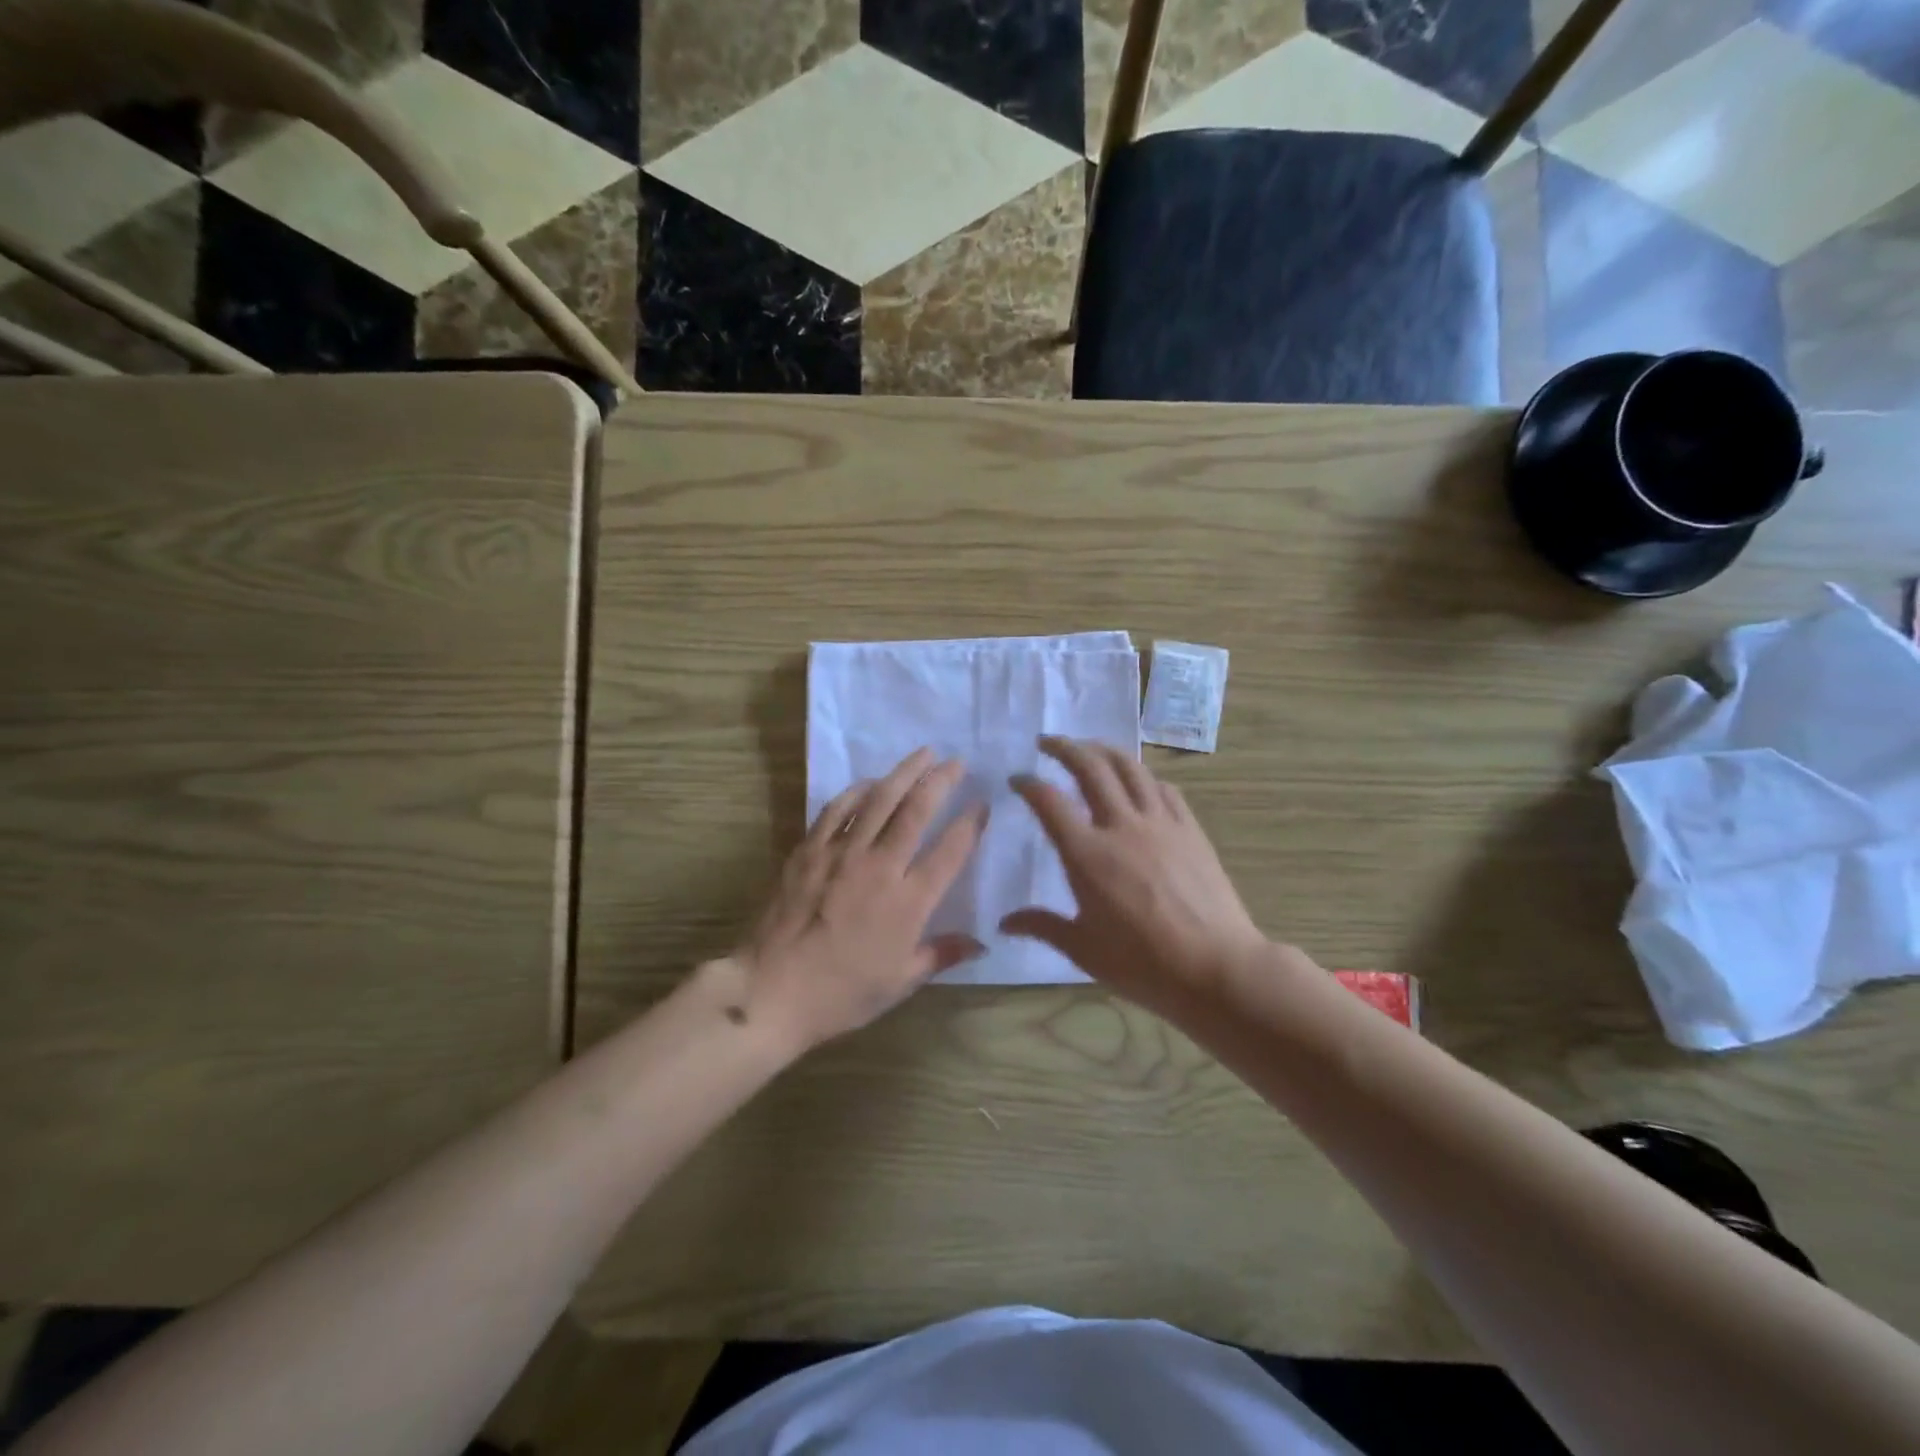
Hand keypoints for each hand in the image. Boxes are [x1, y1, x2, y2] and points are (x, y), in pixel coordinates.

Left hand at [731, 748, 986, 1050]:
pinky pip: (836, 810)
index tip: (983, 803)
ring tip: (922, 755)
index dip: (971, 823)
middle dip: (941, 781)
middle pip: (916, 811)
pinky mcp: (809, 850)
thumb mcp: (900, 983)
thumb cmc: (842, 993)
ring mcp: (841, 854)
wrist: (771, 991)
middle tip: (956, 762)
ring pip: (879, 800)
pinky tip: (869, 782)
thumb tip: (981, 942)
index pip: (950, 850)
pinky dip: (856, 791)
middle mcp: (880, 867)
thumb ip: (942, 954)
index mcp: (909, 902)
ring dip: (903, 773)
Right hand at [1003, 737, 1268, 1020]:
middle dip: (1064, 747)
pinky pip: (1163, 788)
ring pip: (1129, 767)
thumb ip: (1042, 926)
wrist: (1216, 967)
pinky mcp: (1190, 829)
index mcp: (1087, 855)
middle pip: (1090, 768)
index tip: (1017, 779)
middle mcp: (1121, 826)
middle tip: (1047, 742)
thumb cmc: (1143, 964)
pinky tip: (1138, 780)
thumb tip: (1004, 923)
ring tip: (1089, 747)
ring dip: (1104, 749)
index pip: (1049, 801)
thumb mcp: (1083, 949)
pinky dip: (1143, 775)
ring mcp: (1160, 823)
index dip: (1028, 784)